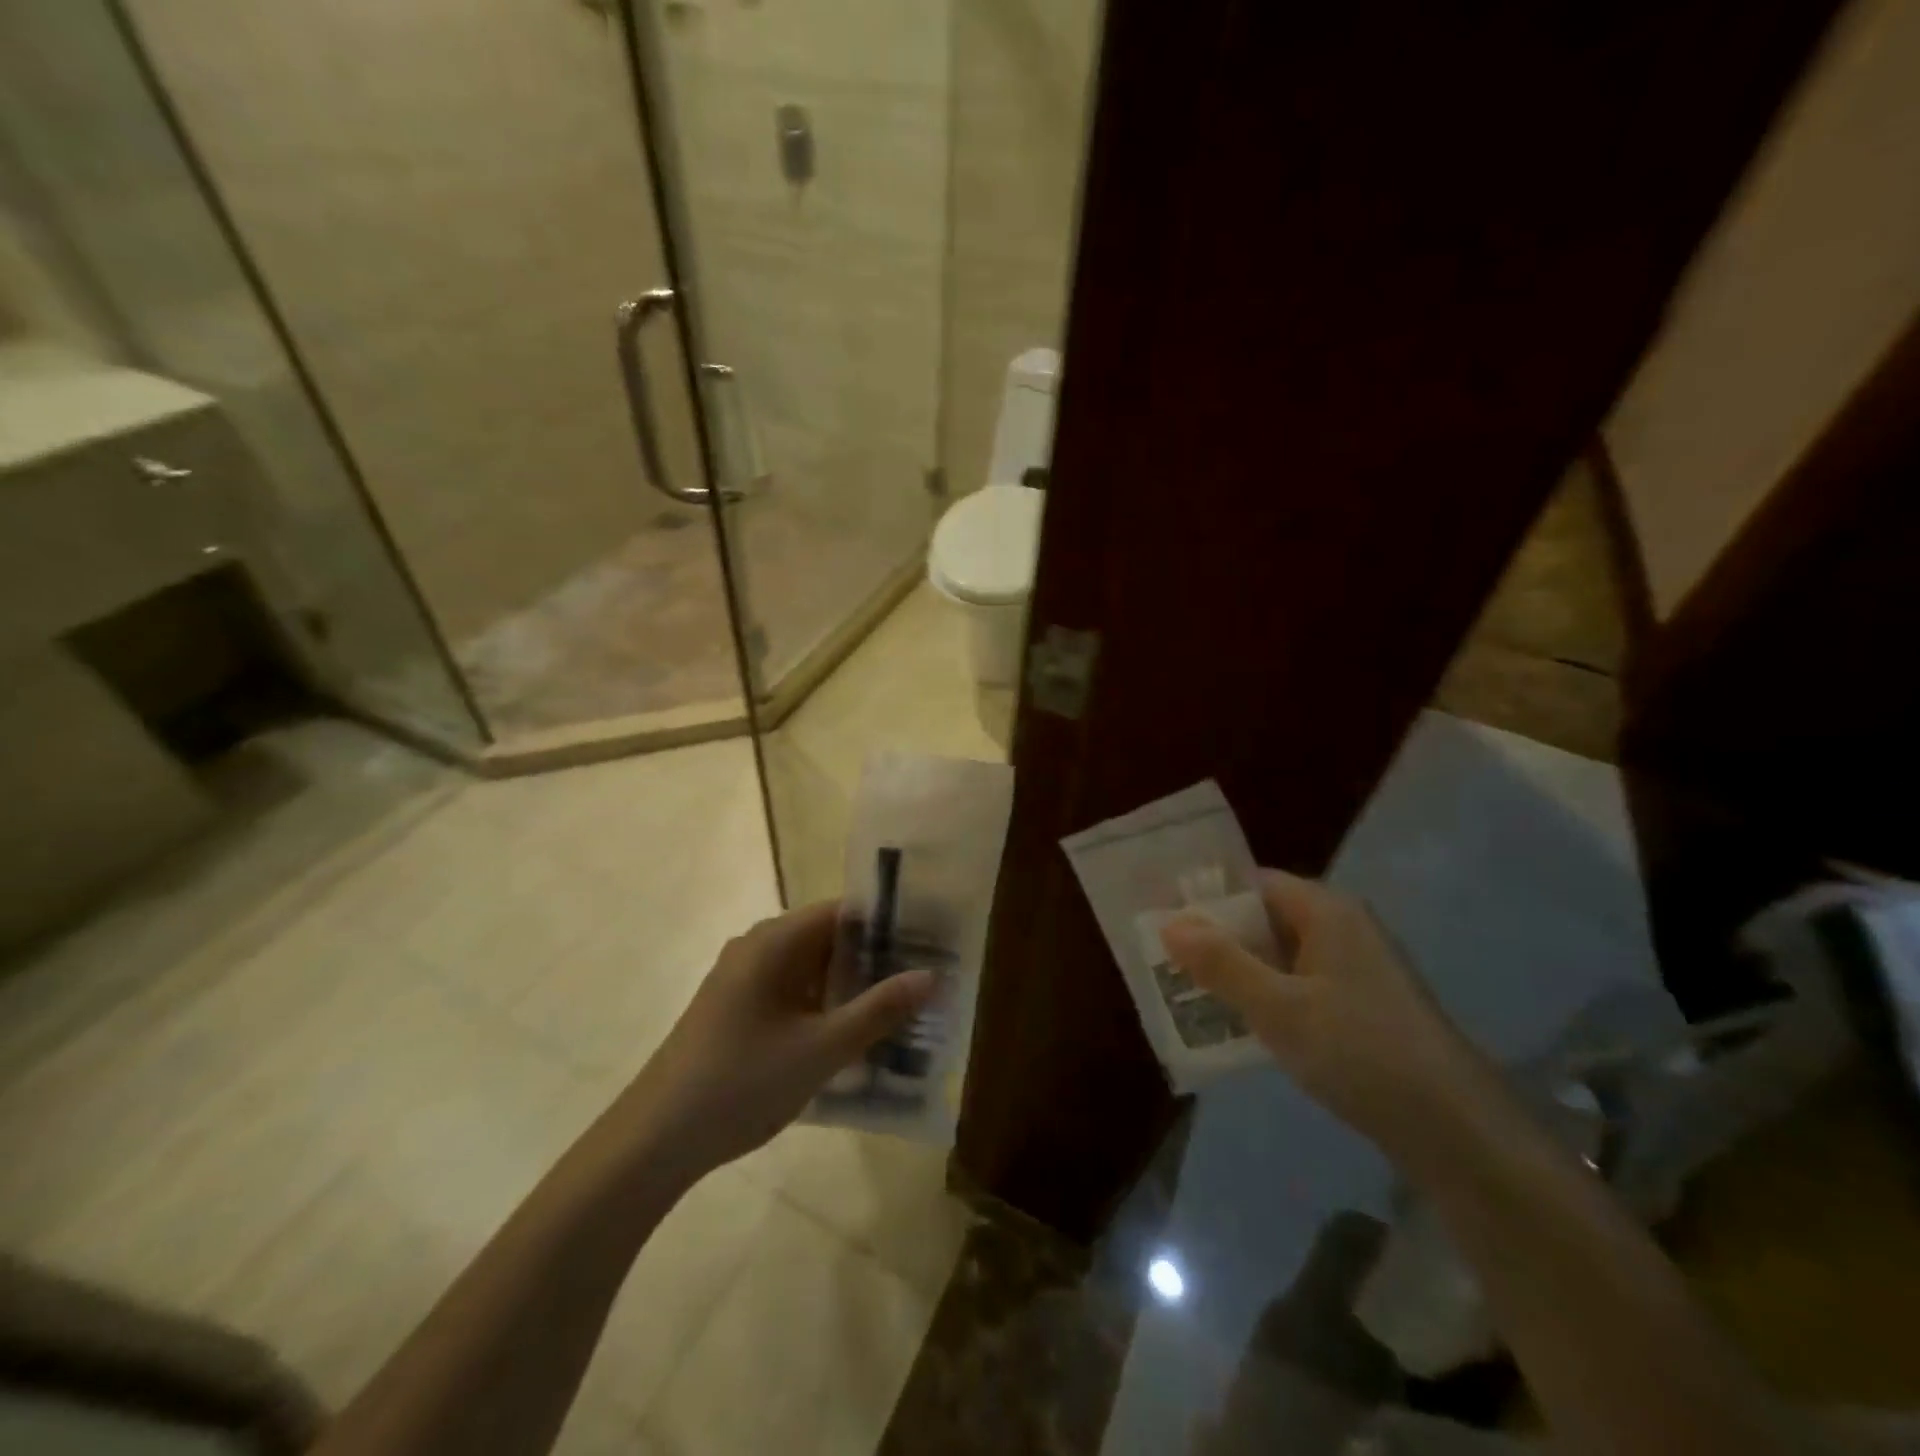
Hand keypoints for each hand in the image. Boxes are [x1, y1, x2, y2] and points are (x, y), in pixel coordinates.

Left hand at [621, 901, 933, 1178]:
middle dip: (876, 960)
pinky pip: (792, 993)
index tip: (930, 944)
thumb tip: (931, 976)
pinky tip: (853, 1036)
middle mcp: (758, 947)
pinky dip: (824, 1006)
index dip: (889, 924)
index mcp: (775, 941)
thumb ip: (878, 1010)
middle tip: (924, 982)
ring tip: (901, 1010)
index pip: (845, 911)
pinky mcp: (737, 1009)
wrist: (654, 1141)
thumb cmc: (741, 1083)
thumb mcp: (821, 1049)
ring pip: (812, 968)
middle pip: (829, 938)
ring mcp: (744, 979)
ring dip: (851, 987)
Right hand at [1160, 870, 1491, 1159]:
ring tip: (1187, 990)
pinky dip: (1265, 995)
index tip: (1162, 917)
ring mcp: (1354, 967)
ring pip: (1278, 954)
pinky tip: (1237, 1023)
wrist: (1455, 1130)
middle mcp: (1341, 927)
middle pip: (1263, 918)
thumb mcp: (1279, 1008)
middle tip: (1165, 958)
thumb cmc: (1360, 1052)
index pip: (1253, 883)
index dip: (1206, 898)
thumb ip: (1222, 964)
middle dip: (1215, 938)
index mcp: (1325, 910)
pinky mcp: (1360, 1004)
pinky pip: (1297, 983)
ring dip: (1237, 970)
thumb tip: (1169, 924)